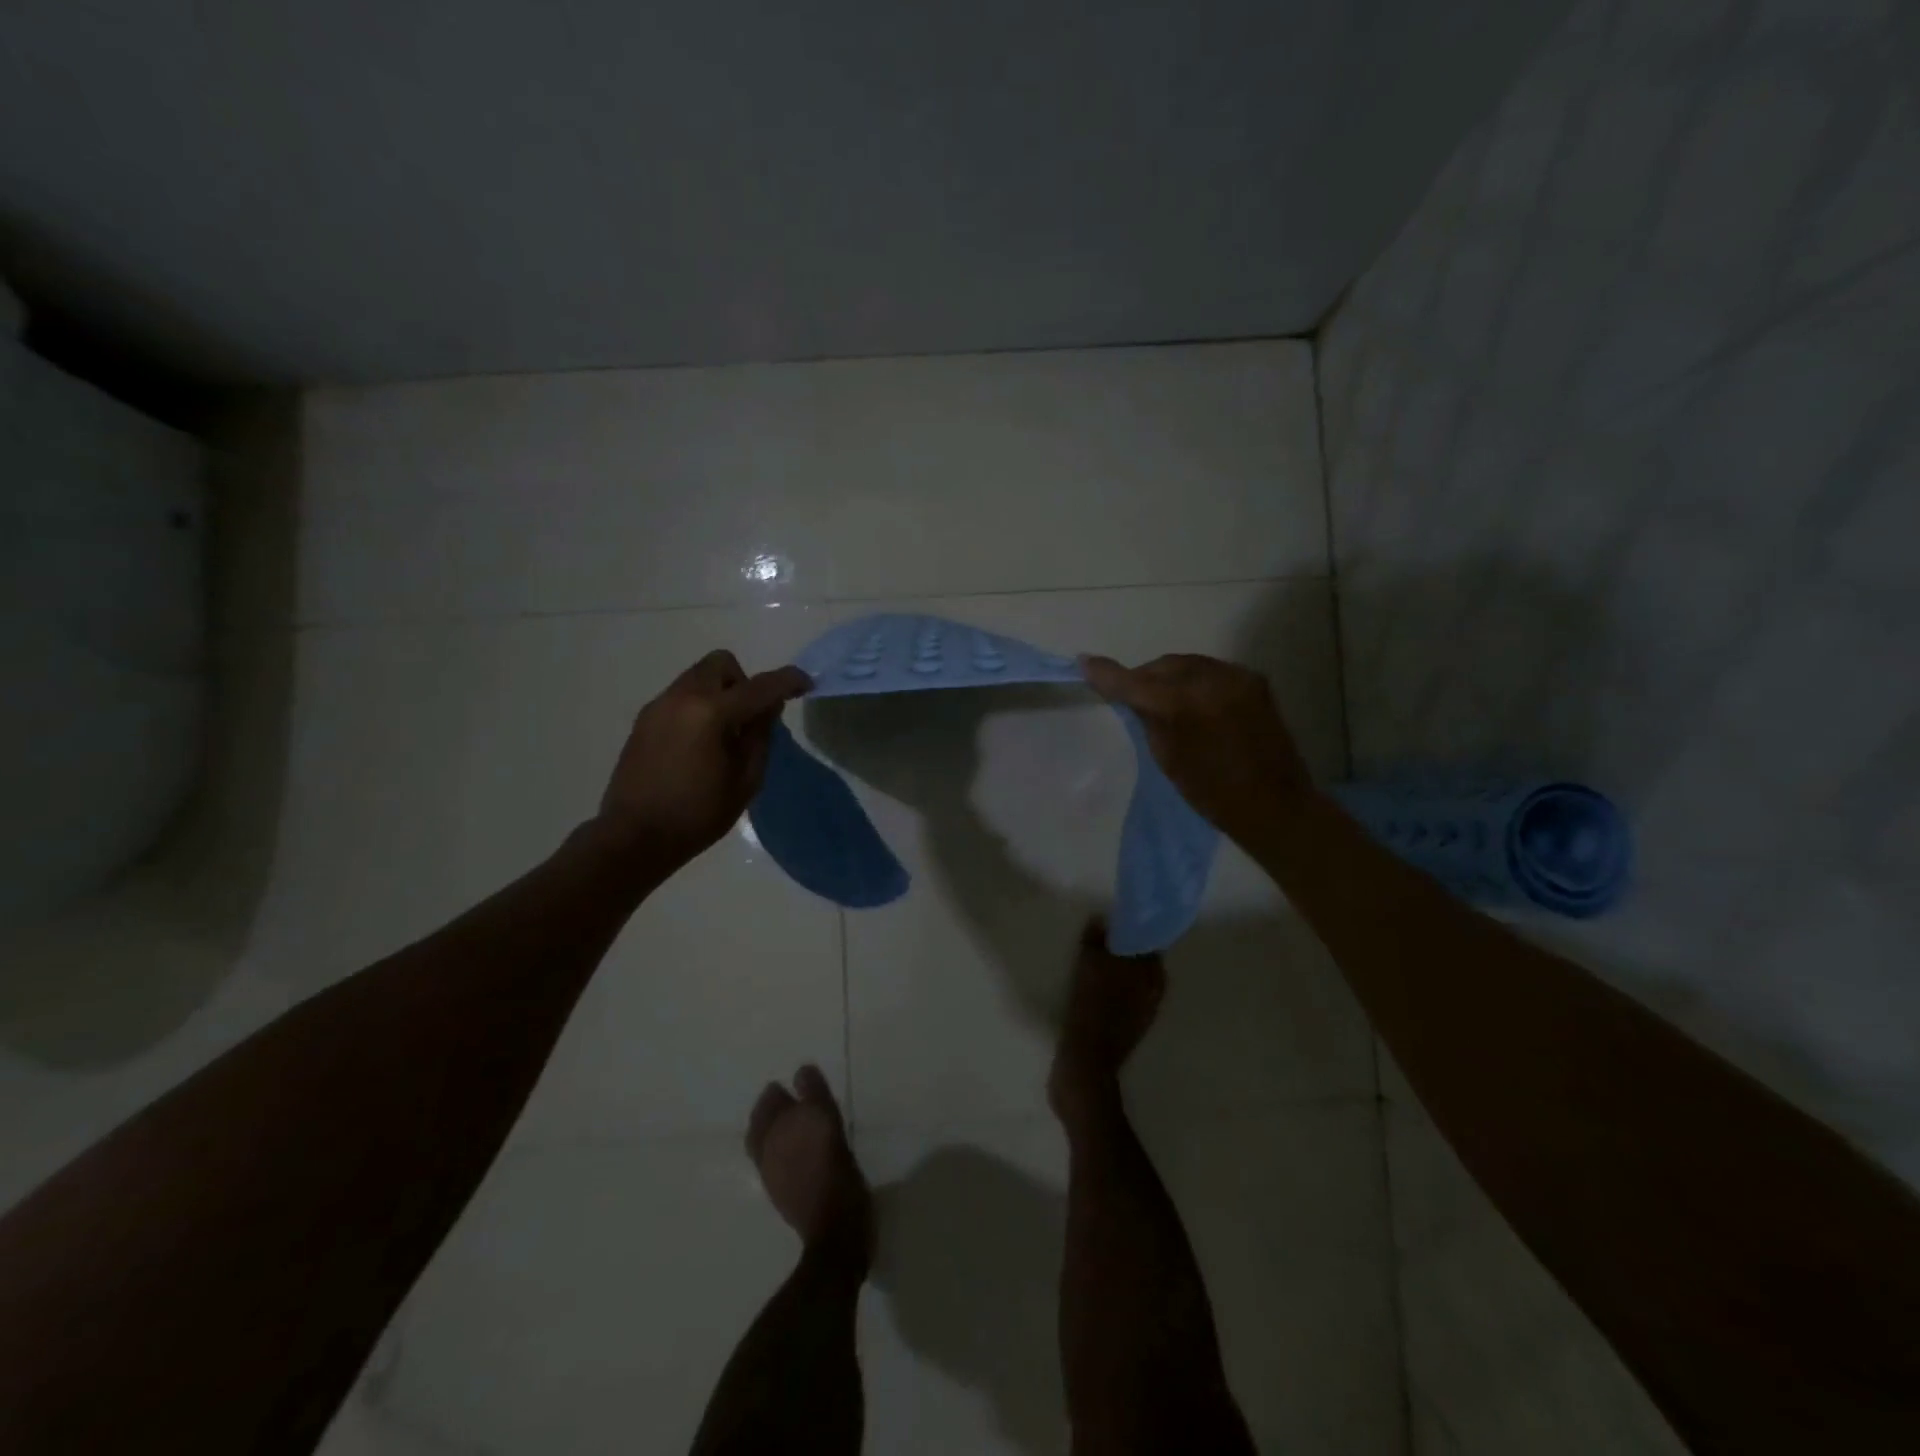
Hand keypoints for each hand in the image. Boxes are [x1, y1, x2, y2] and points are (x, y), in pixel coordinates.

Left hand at [598, 650, 811, 868]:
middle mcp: (683, 697)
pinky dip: (699, 706)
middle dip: (744, 682)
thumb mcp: (746, 780)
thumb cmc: (697, 814)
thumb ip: (761, 737)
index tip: (806, 684)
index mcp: (711, 713)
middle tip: (749, 719)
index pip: (760, 686)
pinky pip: (681, 696)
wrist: (634, 837)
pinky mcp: (644, 719)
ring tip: (723, 735)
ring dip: (720, 693)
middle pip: (721, 663)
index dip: (788, 681)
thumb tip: (767, 708)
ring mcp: (659, 705)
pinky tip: (699, 745)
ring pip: (698, 677)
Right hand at [1080, 652, 1313, 843]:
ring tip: (1160, 698)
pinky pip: (1210, 671)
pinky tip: (1190, 700)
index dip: (1107, 674)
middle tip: (1129, 696)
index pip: (1136, 682)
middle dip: (1143, 677)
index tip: (1084, 662)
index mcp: (1185, 704)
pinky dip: (1193, 680)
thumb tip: (1133, 696)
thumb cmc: (1212, 792)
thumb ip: (1149, 718)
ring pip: (1187, 665)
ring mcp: (1236, 677)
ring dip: (1168, 677)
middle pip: (1163, 666)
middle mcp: (1212, 680)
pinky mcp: (1253, 680)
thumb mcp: (1168, 758)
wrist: (1275, 804)